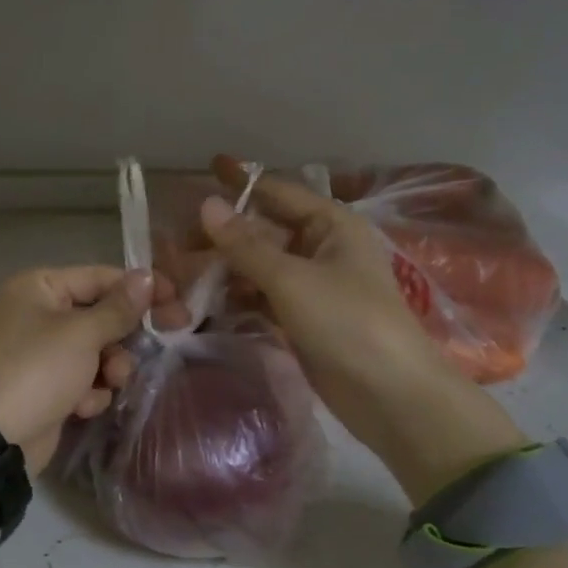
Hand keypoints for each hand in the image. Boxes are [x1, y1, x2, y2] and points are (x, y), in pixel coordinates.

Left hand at [0, 267, 174, 523]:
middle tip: (174, 333)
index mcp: (37, 287)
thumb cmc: (38, 371)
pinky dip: (88, 390)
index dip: (139, 287)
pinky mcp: (45, 384)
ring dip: (109, 366)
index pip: (99, 277)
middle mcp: (36, 312)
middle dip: (124, 334)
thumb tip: (147, 276)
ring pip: (95, 349)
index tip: (177, 300)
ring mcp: (39, 351)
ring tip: (111, 382)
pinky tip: (83, 406)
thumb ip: (119, 307)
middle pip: (99, 314)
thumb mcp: (83, 334)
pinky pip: (81, 377)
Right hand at [198, 156, 527, 504]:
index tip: (203, 171)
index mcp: (330, 224)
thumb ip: (245, 244)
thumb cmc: (347, 323)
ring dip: (226, 268)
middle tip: (175, 243)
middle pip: (263, 230)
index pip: (277, 192)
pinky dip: (238, 296)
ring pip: (260, 265)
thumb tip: (206, 204)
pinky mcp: (303, 318)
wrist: (391, 397)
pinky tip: (206, 301)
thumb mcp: (291, 279)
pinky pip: (264, 295)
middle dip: (223, 235)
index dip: (240, 183)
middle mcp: (322, 247)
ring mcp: (312, 284)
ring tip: (181, 274)